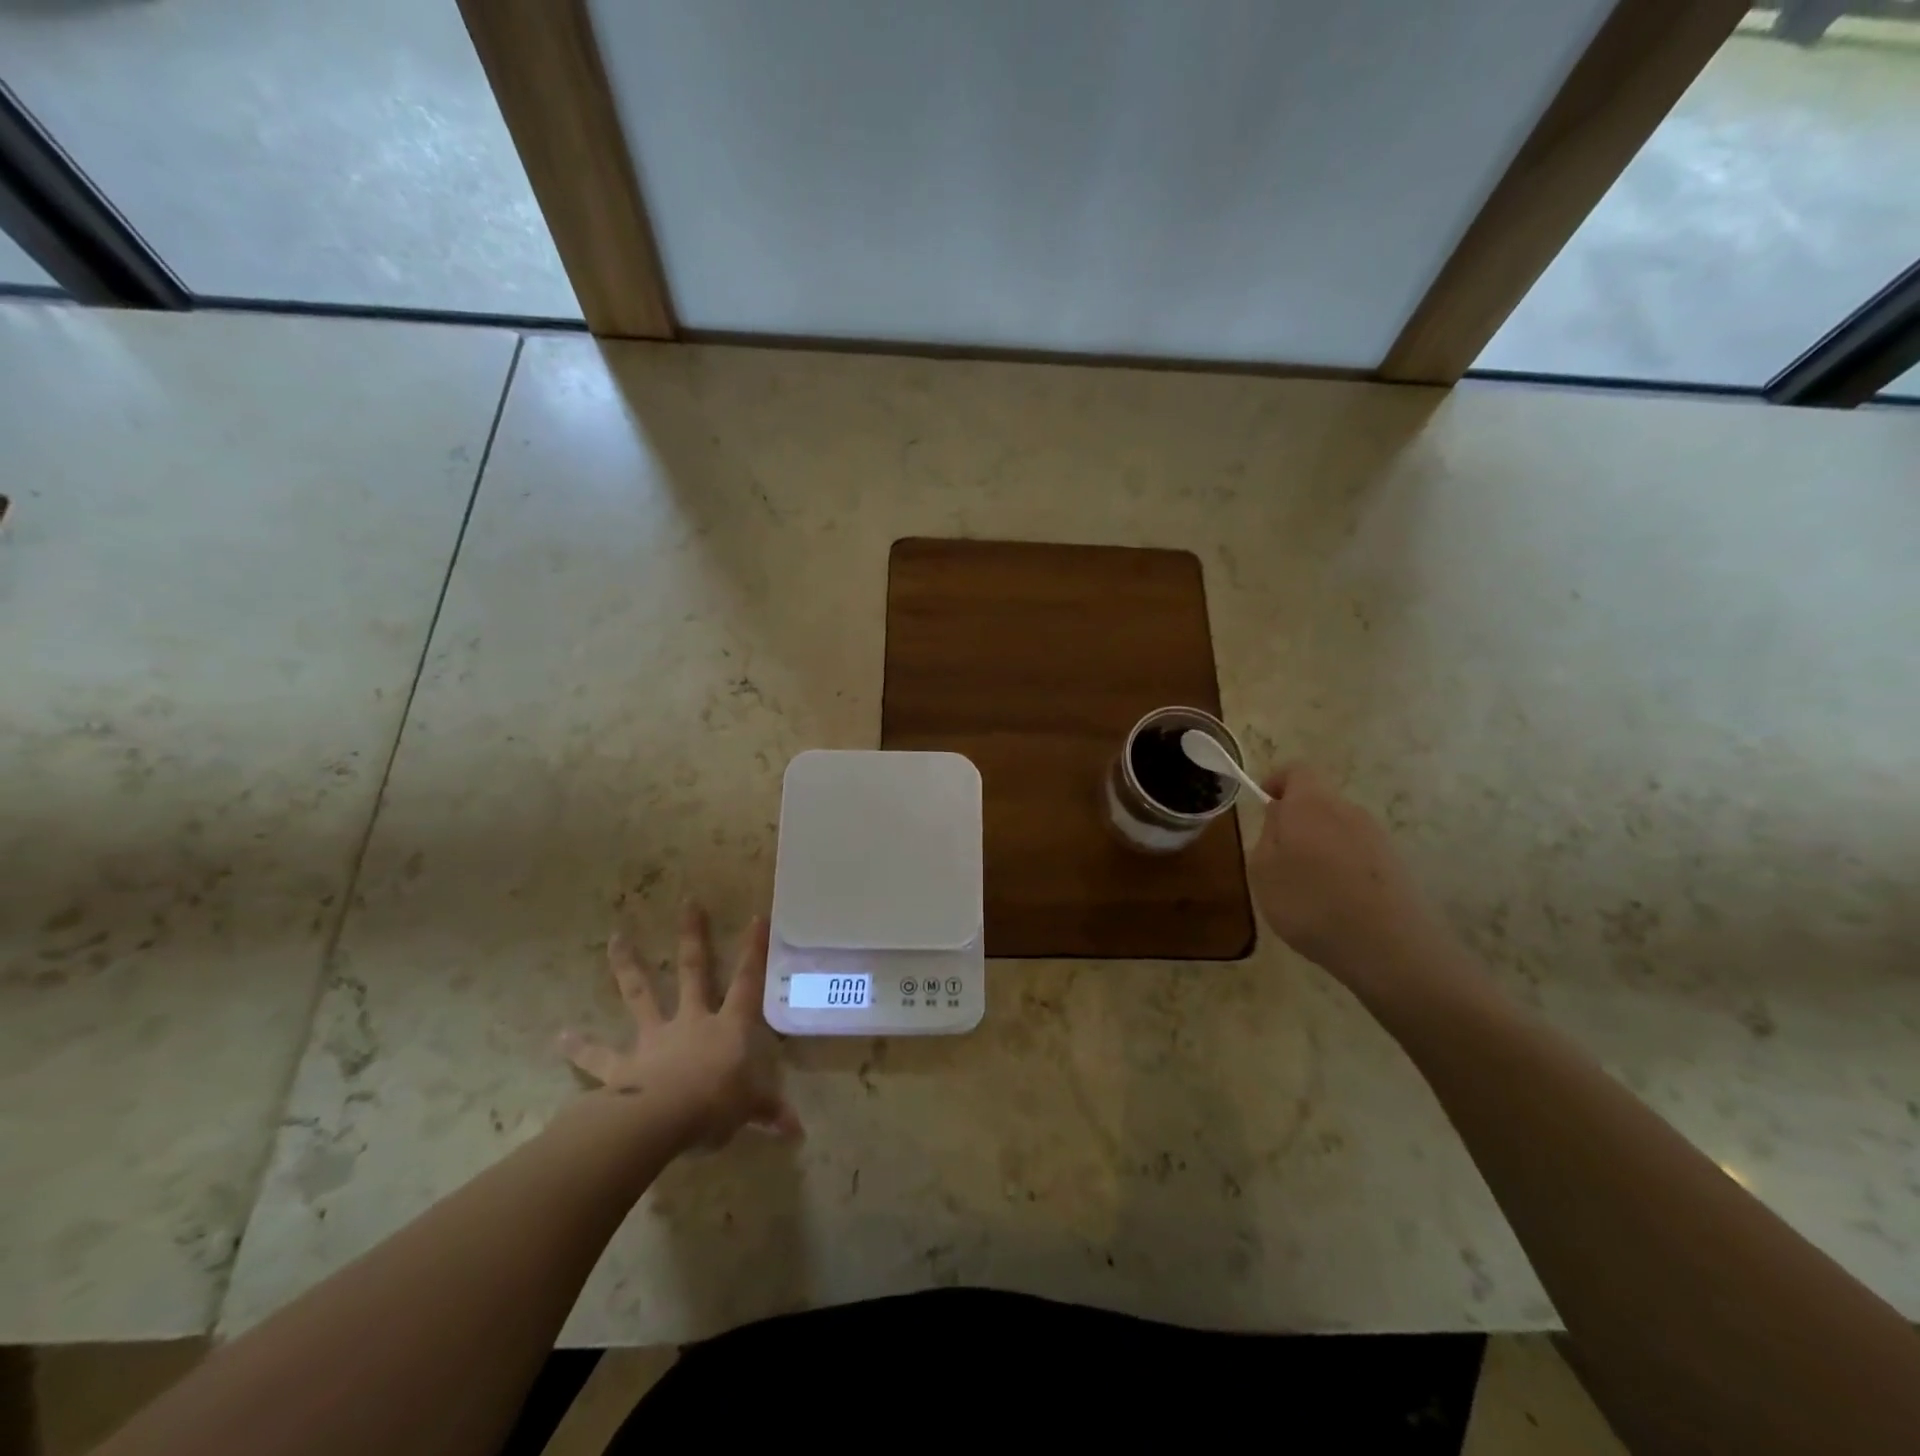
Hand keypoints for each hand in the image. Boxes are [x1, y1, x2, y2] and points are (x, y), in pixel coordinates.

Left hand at [558, 902, 801, 1151]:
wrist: (661, 1121)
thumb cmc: (715, 1106)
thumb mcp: (750, 1109)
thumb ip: (770, 1112)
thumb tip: (798, 1131)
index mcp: (727, 1027)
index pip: (747, 983)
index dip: (754, 951)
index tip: (757, 916)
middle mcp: (691, 1021)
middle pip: (694, 971)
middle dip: (693, 936)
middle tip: (687, 901)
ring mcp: (654, 1039)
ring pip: (641, 994)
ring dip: (628, 966)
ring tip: (615, 938)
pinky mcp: (622, 1066)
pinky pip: (598, 1057)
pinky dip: (580, 1047)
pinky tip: (560, 1037)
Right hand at [1249, 763, 1450, 991]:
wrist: (1387, 947)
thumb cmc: (1309, 901)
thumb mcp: (1263, 869)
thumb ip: (1267, 834)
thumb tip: (1279, 814)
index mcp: (1311, 803)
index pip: (1296, 770)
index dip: (1277, 781)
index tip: (1263, 803)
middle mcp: (1348, 810)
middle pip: (1318, 801)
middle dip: (1296, 820)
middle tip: (1277, 855)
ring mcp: (1377, 837)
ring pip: (1338, 829)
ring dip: (1319, 846)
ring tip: (1306, 886)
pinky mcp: (1395, 864)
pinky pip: (1357, 854)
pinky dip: (1341, 867)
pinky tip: (1334, 903)